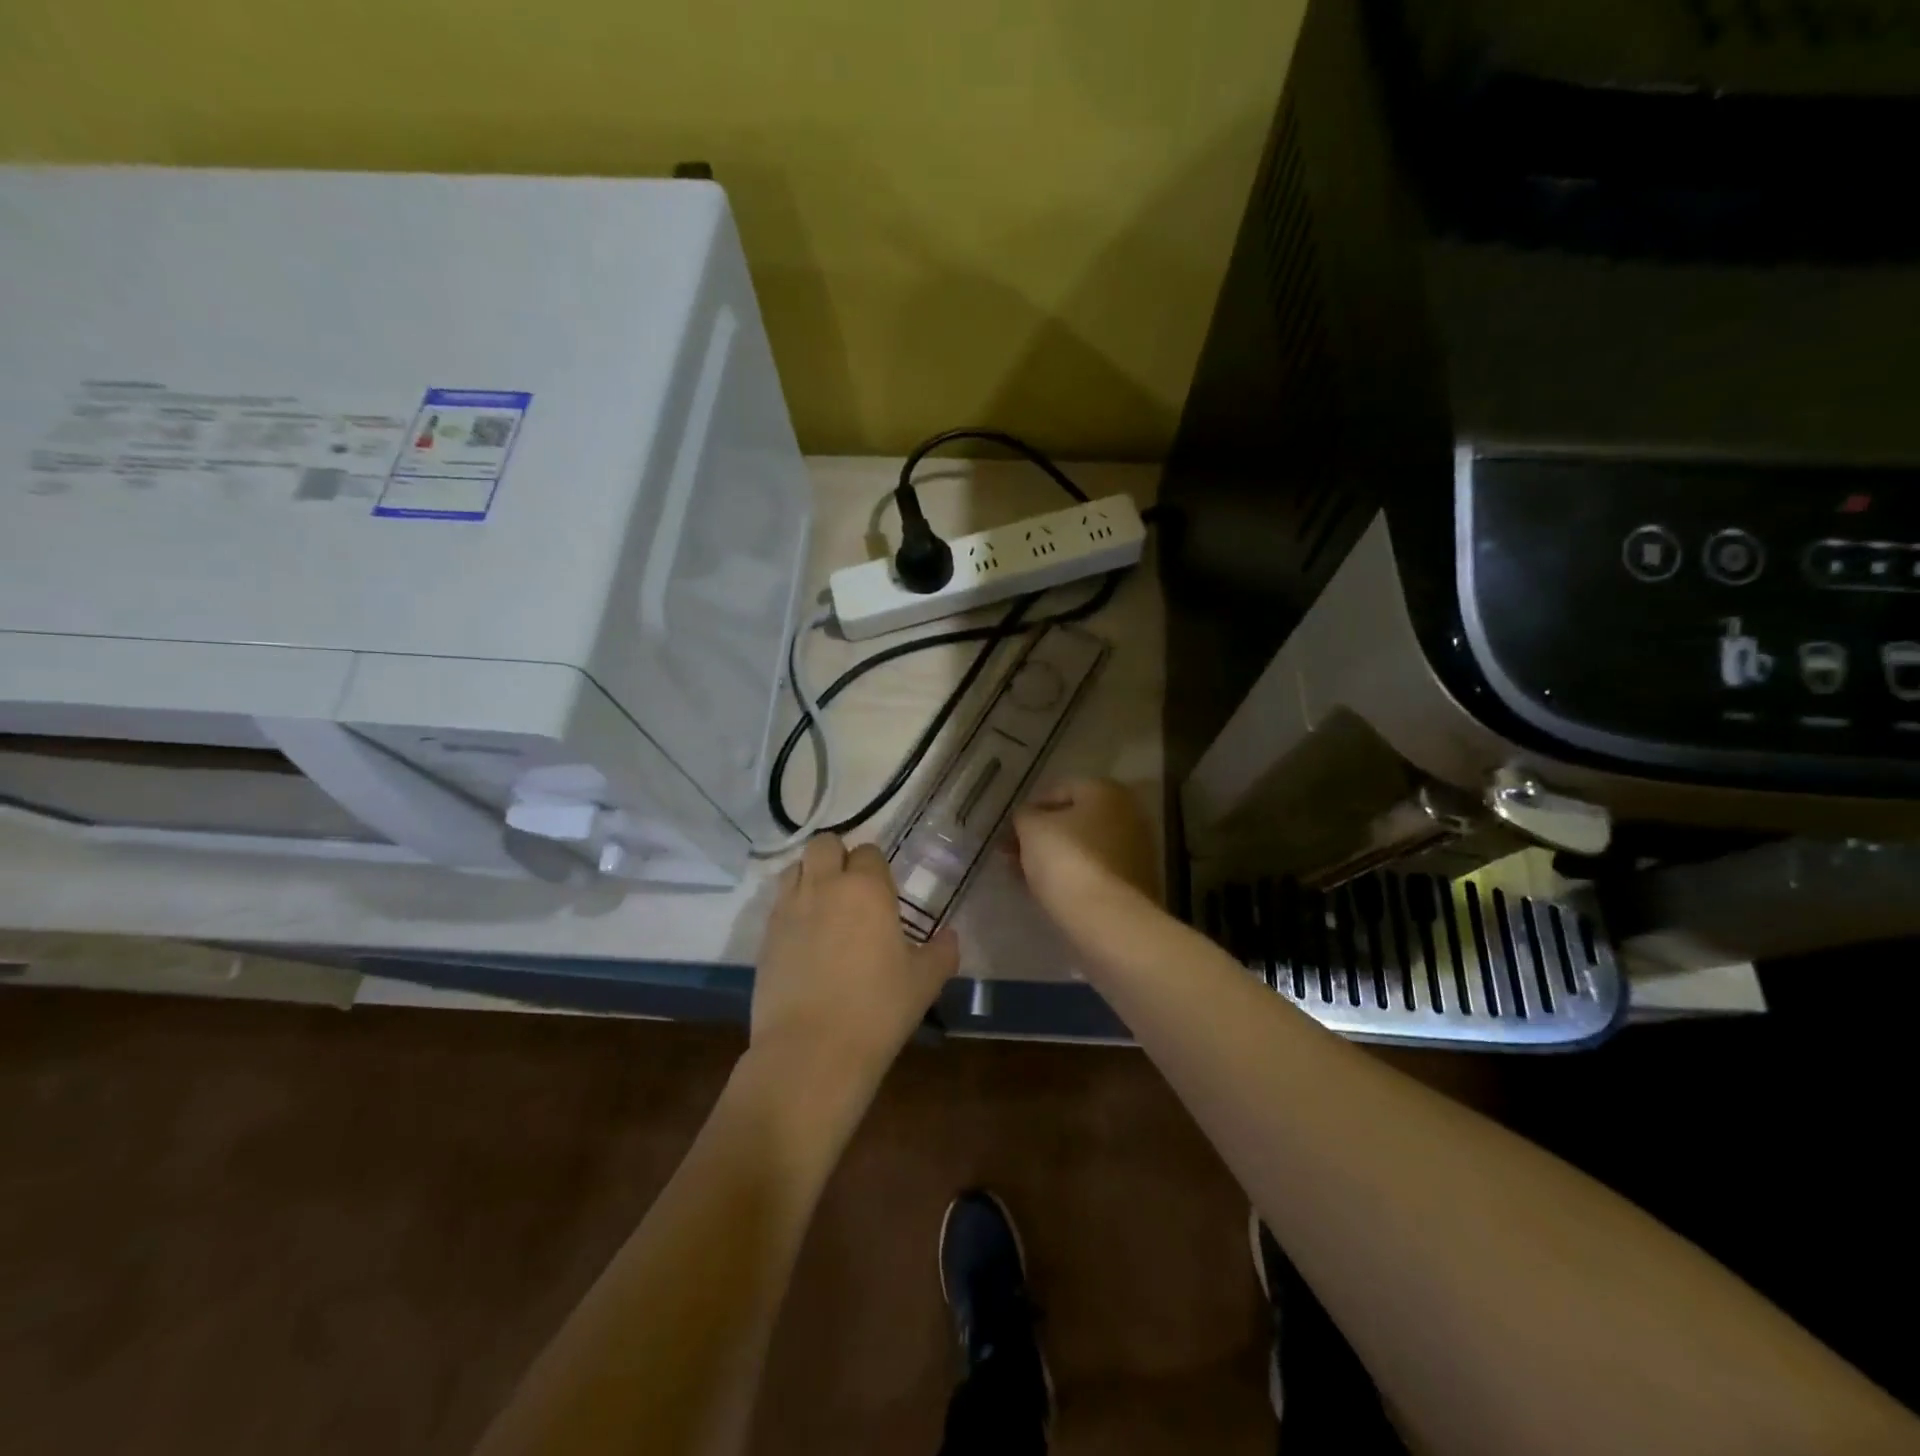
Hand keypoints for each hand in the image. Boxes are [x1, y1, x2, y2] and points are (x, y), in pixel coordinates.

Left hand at [751, 836, 957, 1102]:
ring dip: (810, 875)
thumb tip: (950, 936)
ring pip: (795, 867)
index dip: (876, 868)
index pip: (869, 852)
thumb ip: (941, 952)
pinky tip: (804, 936)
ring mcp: (789, 908)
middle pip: (824, 844)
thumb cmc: (877, 1011)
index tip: (883, 894)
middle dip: (837, 856)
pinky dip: (792, 906)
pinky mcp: (765, 934)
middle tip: (851, 890)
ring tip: (824, 907)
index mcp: (867, 888)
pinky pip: (778, 901)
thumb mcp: (924, 982)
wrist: (811, 1052)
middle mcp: (825, 886)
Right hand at [1011, 778, 1159, 920]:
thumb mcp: (1031, 829)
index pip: (1059, 790)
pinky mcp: (1135, 881)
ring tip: (1024, 875)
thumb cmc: (1066, 860)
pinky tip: (1049, 890)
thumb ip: (1024, 816)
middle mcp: (1127, 813)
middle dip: (1041, 836)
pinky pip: (1094, 870)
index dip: (1030, 809)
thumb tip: (1027, 818)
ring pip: (1083, 847)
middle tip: (1012, 854)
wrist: (1107, 918)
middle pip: (1073, 820)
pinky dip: (1073, 875)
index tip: (1010, 831)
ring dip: (1054, 857)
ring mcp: (1135, 849)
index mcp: (1105, 791)